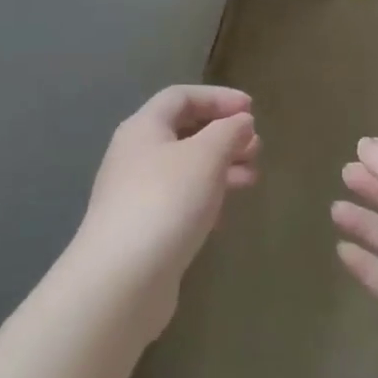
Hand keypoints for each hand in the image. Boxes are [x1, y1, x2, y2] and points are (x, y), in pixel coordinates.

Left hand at [71, 85, 258, 337]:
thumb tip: (240, 121)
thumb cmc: (166, 202)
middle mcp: (135, 155)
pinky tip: (225, 213)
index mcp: (143, 128)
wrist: (121, 281)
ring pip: (185, 168)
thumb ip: (228, 131)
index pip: (181, 96)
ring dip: (220, 167)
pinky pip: (180, 200)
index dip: (218, 97)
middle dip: (223, 135)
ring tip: (252, 179)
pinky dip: (206, 197)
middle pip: (183, 132)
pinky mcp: (143, 229)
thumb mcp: (206, 156)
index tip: (252, 110)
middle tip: (256, 148)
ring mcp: (135, 194)